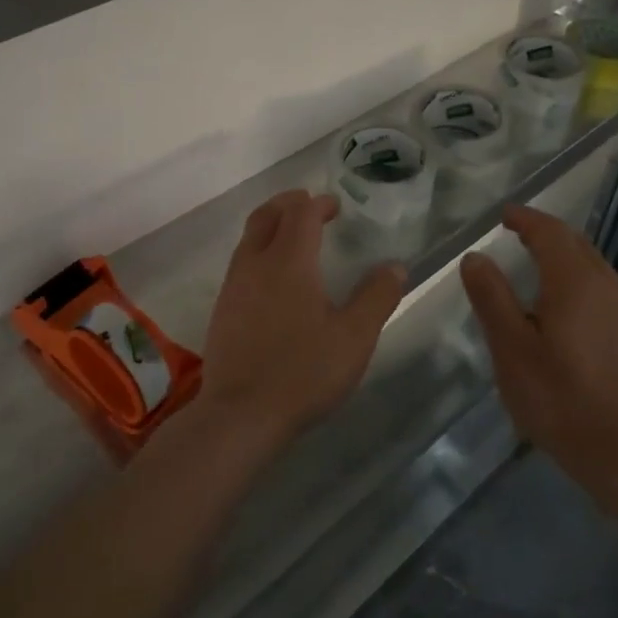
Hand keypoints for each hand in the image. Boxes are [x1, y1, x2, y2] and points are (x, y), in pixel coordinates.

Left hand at [198, 190, 405, 447]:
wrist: (241, 414)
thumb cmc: (303, 371)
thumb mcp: (354, 338)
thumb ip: (377, 297)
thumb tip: (395, 266)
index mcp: (289, 261)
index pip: (301, 214)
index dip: (319, 204)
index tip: (335, 206)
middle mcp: (255, 263)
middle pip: (266, 215)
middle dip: (288, 203)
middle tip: (309, 206)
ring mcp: (233, 286)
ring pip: (249, 238)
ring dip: (270, 225)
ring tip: (292, 236)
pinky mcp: (222, 309)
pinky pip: (240, 262)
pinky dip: (258, 250)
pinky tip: (272, 278)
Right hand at [460, 204, 617, 491]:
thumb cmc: (559, 397)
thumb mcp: (511, 347)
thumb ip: (491, 296)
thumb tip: (475, 257)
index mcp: (574, 280)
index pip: (549, 232)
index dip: (525, 219)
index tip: (504, 215)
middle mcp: (607, 284)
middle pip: (576, 243)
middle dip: (546, 233)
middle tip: (517, 234)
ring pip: (594, 266)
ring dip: (565, 257)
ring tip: (537, 267)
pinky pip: (604, 290)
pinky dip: (580, 282)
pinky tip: (567, 308)